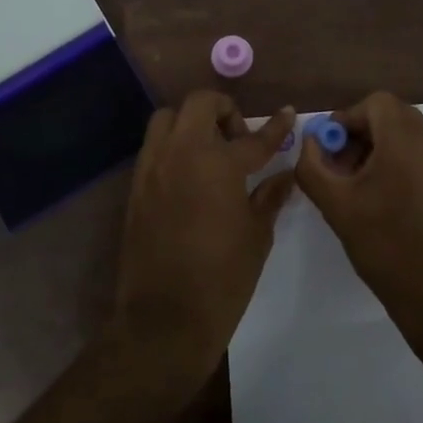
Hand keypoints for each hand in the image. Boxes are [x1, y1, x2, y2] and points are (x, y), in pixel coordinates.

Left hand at [111, 91, 296, 393]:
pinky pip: (154, 147)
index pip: (253, 138)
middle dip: (224, 111)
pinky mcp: (136, 186)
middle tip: (238, 139)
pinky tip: (189, 175)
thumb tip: (284, 176)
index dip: (275, 127)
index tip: (286, 114)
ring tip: (209, 151)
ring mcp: (153, 167)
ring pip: (168, 118)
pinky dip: (173, 147)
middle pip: (200, 103)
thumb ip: (269, 197)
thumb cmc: (222, 278)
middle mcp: (182, 153)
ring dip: (191, 122)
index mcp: (218, 164)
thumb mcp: (257, 236)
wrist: (164, 318)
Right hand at [294, 92, 422, 339]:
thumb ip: (312, 165)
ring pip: (405, 133)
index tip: (329, 148)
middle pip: (390, 115)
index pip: (375, 103)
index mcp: (407, 139)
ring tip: (356, 184)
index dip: (347, 118)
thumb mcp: (336, 205)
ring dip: (376, 146)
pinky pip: (419, 151)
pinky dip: (396, 159)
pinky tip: (380, 195)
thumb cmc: (385, 244)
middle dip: (360, 133)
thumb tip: (310, 142)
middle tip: (339, 166)